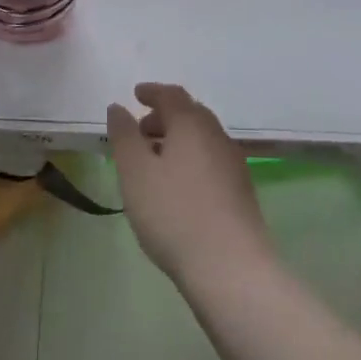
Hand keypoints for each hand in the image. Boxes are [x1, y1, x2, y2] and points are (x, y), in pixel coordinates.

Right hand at [107, 83, 272, 287]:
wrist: (231, 268)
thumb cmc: (174, 214)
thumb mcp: (135, 173)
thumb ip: (124, 136)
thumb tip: (118, 107)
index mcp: (192, 124)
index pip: (172, 95)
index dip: (152, 92)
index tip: (135, 94)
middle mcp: (217, 136)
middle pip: (191, 114)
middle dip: (165, 116)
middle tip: (141, 130)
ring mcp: (234, 164)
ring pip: (203, 138)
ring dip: (178, 139)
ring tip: (156, 161)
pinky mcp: (242, 191)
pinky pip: (212, 160)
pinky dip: (192, 159)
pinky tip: (179, 186)